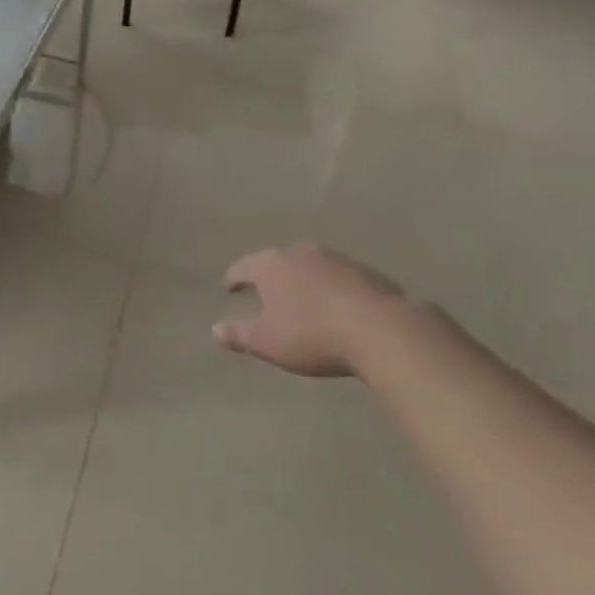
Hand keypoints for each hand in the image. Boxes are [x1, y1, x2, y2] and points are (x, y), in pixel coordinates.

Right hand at [212, 243, 404, 377]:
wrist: (380, 329)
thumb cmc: (311, 335)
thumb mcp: (267, 342)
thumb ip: (239, 334)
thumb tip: (214, 329)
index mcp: (271, 265)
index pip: (244, 267)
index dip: (234, 278)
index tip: (230, 287)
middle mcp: (299, 253)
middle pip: (277, 262)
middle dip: (270, 276)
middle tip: (265, 292)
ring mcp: (334, 259)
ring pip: (309, 266)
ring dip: (302, 281)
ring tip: (301, 299)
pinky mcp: (364, 271)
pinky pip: (337, 278)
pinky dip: (329, 288)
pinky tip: (334, 306)